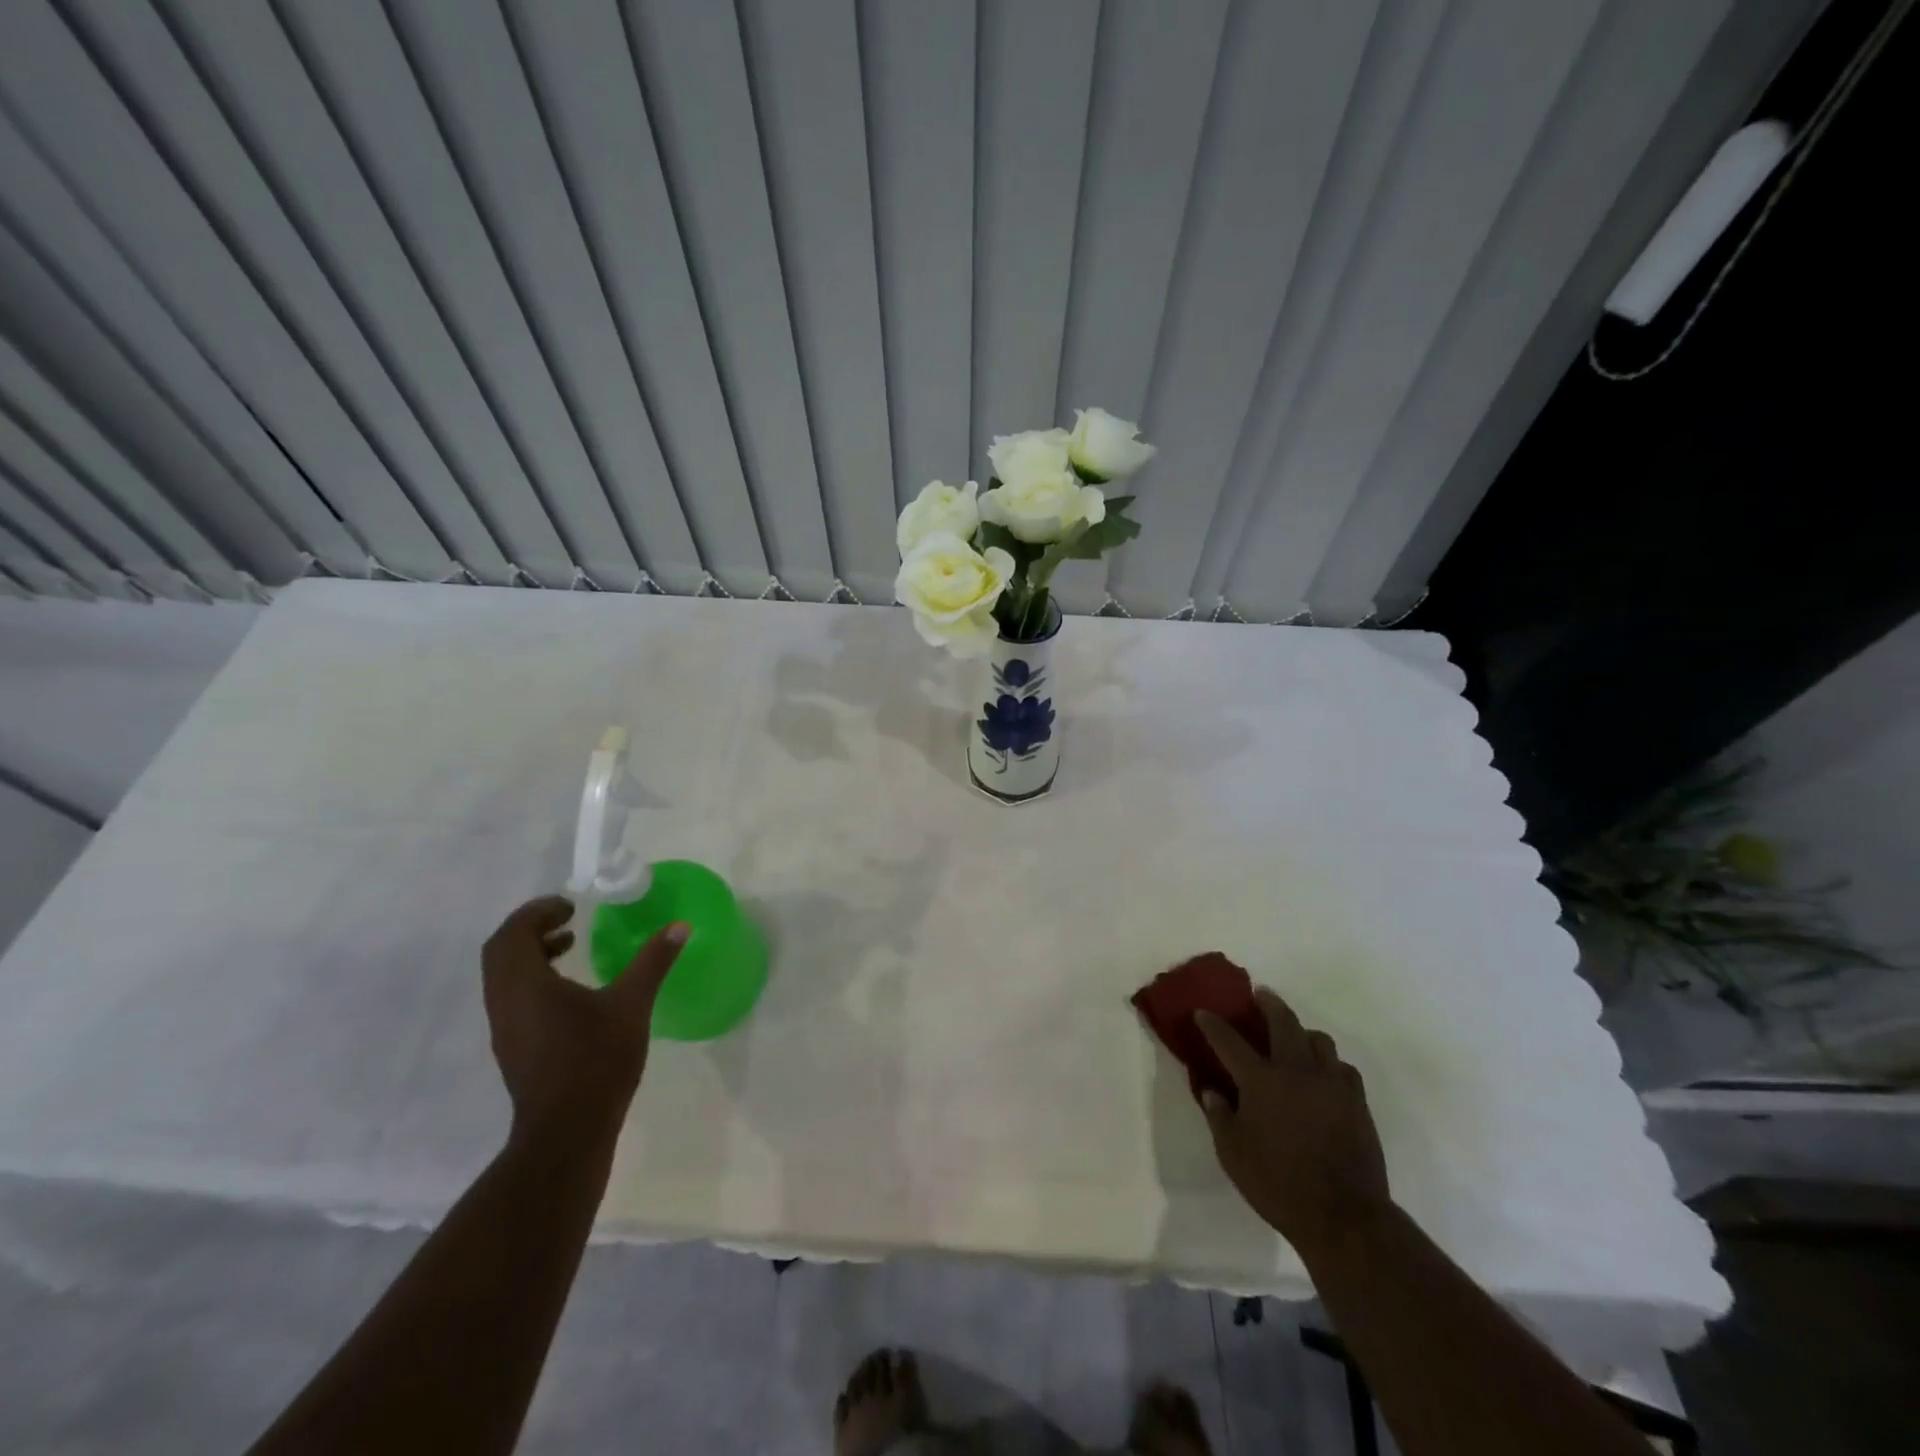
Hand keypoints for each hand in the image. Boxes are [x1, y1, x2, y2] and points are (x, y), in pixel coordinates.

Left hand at [481, 896, 687, 1136]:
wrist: (566, 1131)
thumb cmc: (596, 1060)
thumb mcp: (632, 1004)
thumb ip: (653, 961)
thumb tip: (680, 926)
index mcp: (525, 985)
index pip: (512, 934)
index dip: (537, 911)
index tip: (570, 905)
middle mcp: (504, 1002)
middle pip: (501, 952)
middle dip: (530, 928)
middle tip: (567, 919)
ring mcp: (505, 1028)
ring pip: (504, 976)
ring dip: (530, 953)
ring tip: (569, 946)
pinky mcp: (513, 1047)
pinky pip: (512, 997)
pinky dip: (533, 978)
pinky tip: (570, 990)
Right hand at [1196, 989, 1390, 1259]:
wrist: (1344, 1216)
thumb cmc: (1278, 1184)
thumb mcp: (1232, 1153)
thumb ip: (1219, 1116)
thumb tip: (1212, 1090)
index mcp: (1261, 1080)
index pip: (1229, 1040)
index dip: (1212, 1024)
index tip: (1202, 1011)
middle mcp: (1296, 1071)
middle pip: (1283, 1021)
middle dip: (1269, 1003)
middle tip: (1260, 994)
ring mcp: (1331, 1083)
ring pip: (1319, 1039)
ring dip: (1303, 1032)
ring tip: (1294, 1038)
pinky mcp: (1357, 1102)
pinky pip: (1343, 1068)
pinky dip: (1329, 1063)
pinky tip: (1323, 1075)